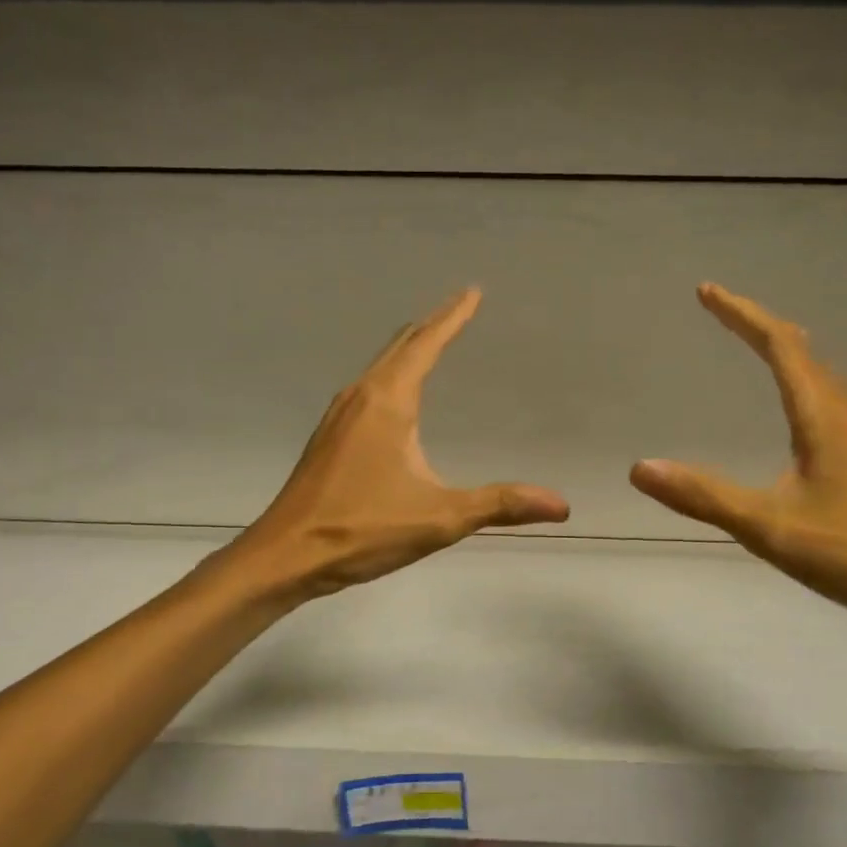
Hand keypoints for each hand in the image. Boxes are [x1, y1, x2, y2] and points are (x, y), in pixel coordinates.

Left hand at [236, 288, 569, 598]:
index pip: (426, 345)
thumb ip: (500, 505)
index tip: (472, 292)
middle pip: (400, 346)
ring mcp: (338, 416)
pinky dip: (390, 374)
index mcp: (388, 402)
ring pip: (379, 366)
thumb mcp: (440, 517)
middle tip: (458, 309)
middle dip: (431, 326)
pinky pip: (366, 388)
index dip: (452, 317)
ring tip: (430, 342)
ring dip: (407, 349)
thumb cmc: (362, 529)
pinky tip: (393, 396)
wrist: (286, 554)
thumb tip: (561, 504)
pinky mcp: (328, 437)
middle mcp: (360, 397)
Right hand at [629, 283, 846, 633]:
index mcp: (823, 417)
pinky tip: (800, 424)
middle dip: (761, 329)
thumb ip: (705, 496)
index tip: (708, 292)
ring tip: (759, 352)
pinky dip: (805, 391)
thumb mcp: (771, 527)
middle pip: (804, 354)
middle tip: (726, 317)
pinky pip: (834, 409)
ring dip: (787, 358)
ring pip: (823, 382)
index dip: (742, 315)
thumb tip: (640, 468)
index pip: (779, 346)